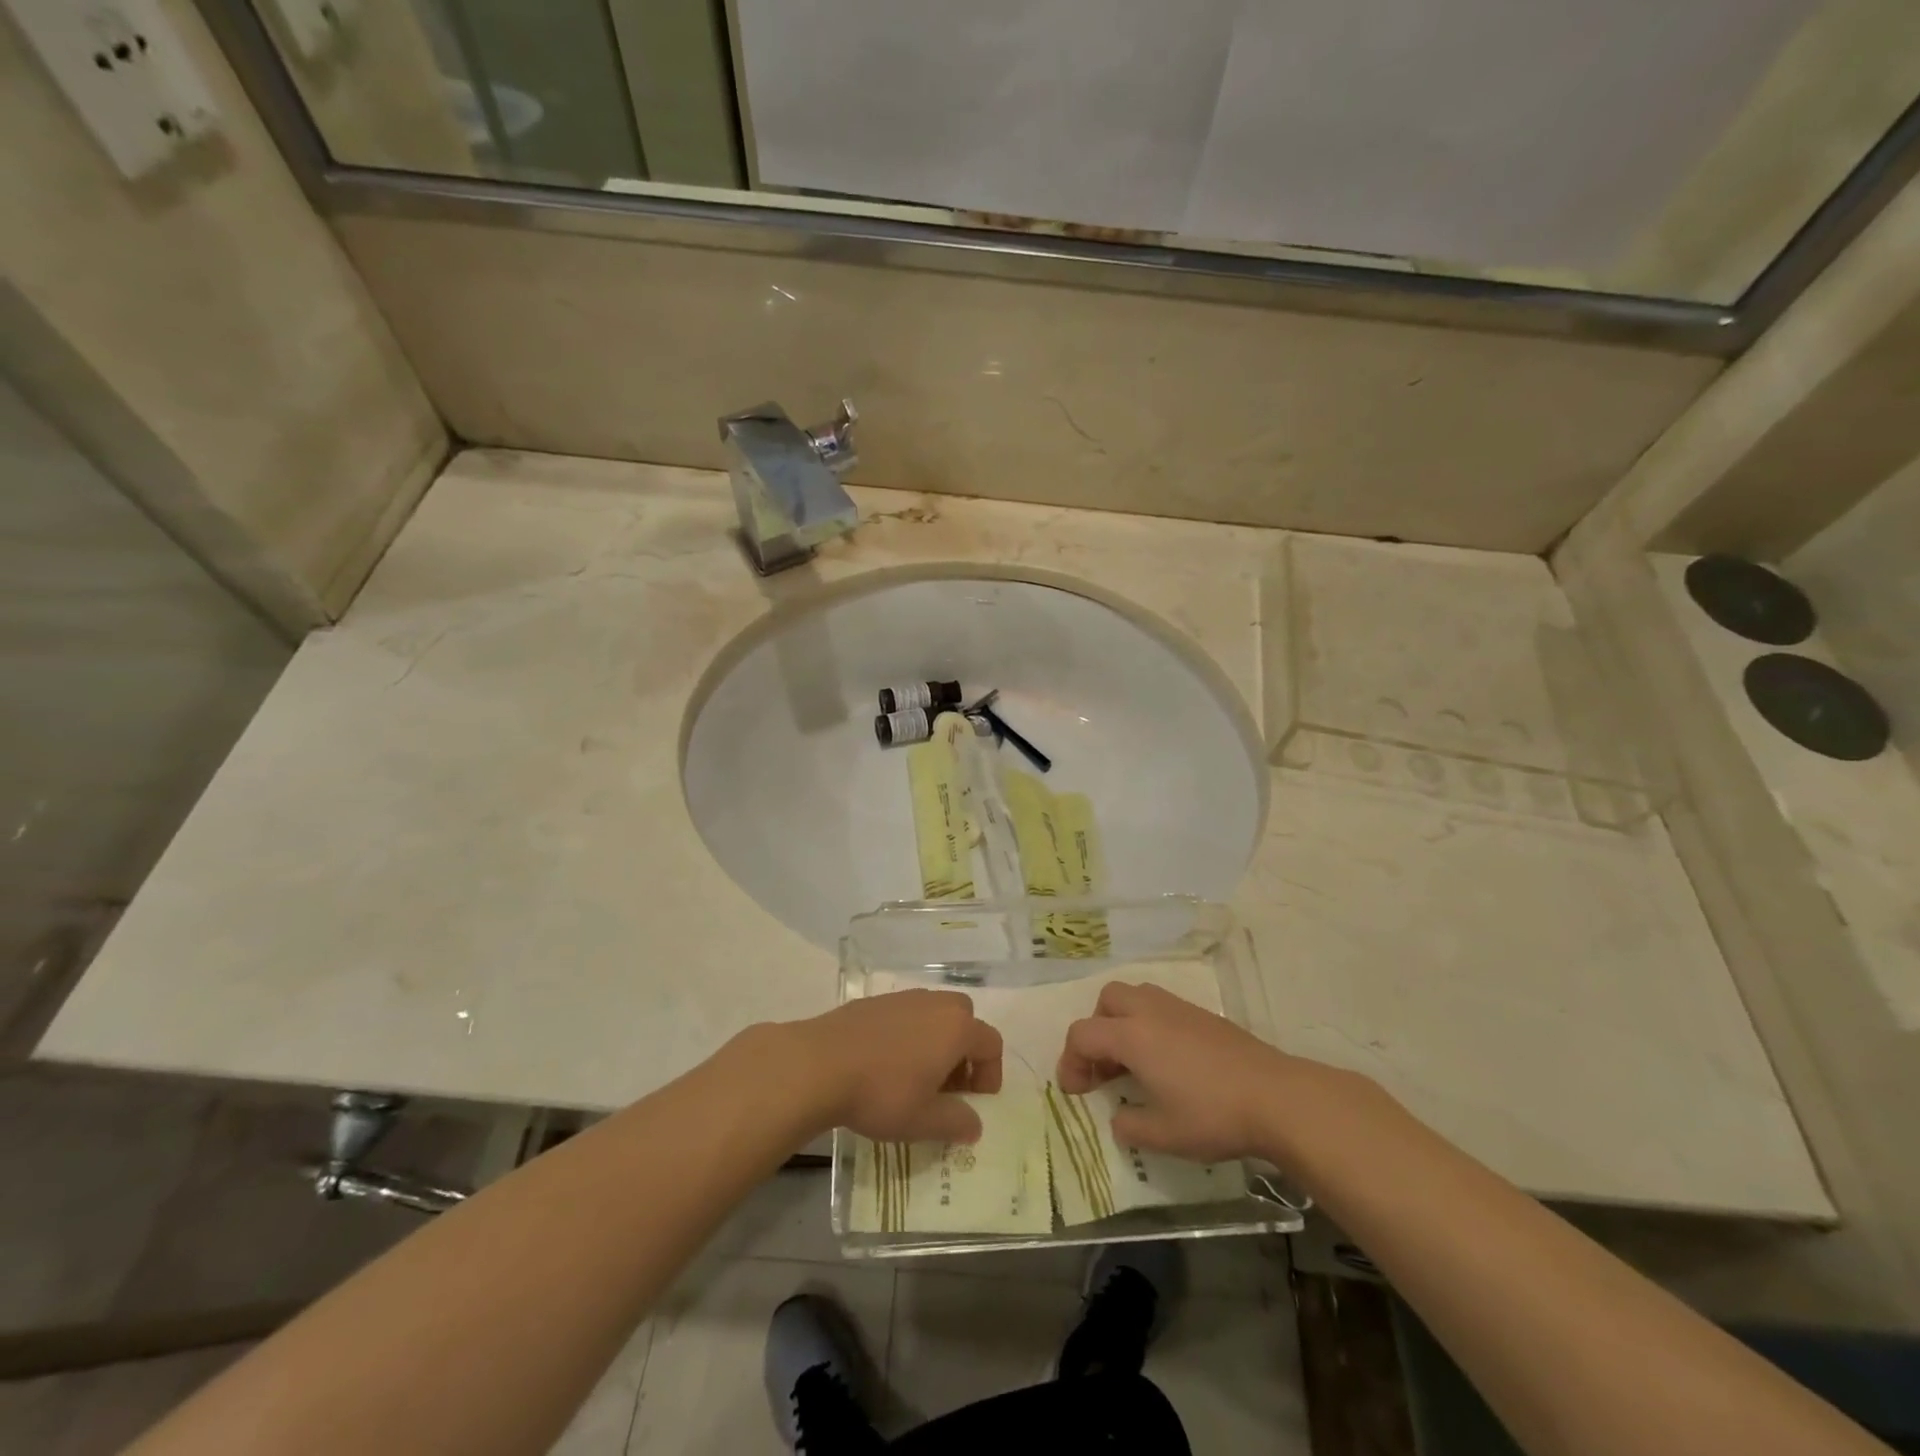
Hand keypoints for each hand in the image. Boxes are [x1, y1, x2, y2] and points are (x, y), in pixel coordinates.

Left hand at [794, 990, 1002, 1144]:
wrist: (820, 1064)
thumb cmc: (882, 1093)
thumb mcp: (924, 1121)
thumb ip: (957, 1122)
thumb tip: (974, 1124)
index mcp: (956, 1028)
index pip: (991, 1043)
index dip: (990, 1074)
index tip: (974, 1102)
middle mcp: (935, 1004)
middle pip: (965, 1020)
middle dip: (964, 1052)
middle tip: (948, 1087)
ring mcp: (903, 998)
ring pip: (934, 1014)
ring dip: (936, 1042)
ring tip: (916, 1078)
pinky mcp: (874, 1001)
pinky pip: (906, 1015)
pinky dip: (908, 1035)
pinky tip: (885, 1064)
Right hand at [1057, 981, 1292, 1163]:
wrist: (1276, 1097)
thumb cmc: (1213, 1115)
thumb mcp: (1164, 1135)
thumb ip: (1130, 1126)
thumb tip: (1119, 1119)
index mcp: (1132, 1036)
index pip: (1083, 1034)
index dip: (1070, 1062)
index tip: (1076, 1092)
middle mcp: (1149, 1011)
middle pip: (1106, 1001)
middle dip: (1096, 1030)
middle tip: (1104, 1069)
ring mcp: (1179, 1008)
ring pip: (1135, 996)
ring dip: (1122, 1023)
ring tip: (1134, 1063)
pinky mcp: (1203, 1015)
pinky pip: (1161, 1007)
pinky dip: (1149, 1025)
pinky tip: (1167, 1061)